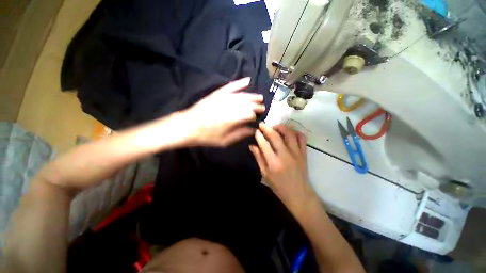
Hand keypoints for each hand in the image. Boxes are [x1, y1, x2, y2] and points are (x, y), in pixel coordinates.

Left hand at [181, 78, 264, 146]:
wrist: (187, 126)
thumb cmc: (207, 136)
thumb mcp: (225, 141)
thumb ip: (240, 134)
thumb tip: (253, 130)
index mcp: (233, 119)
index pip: (250, 114)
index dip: (255, 116)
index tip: (258, 119)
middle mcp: (230, 106)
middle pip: (248, 103)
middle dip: (257, 105)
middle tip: (262, 108)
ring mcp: (223, 98)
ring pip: (242, 95)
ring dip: (252, 96)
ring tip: (260, 98)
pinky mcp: (217, 94)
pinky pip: (231, 86)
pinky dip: (239, 83)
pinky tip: (248, 80)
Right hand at [249, 123, 316, 214]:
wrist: (299, 194)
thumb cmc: (279, 186)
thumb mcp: (265, 174)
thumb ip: (259, 158)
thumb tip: (252, 145)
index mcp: (274, 163)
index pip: (264, 144)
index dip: (259, 135)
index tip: (256, 130)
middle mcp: (285, 155)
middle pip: (276, 136)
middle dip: (267, 128)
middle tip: (262, 124)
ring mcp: (297, 153)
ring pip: (289, 133)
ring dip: (281, 127)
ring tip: (274, 127)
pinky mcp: (304, 153)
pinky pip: (302, 138)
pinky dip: (295, 132)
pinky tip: (289, 132)